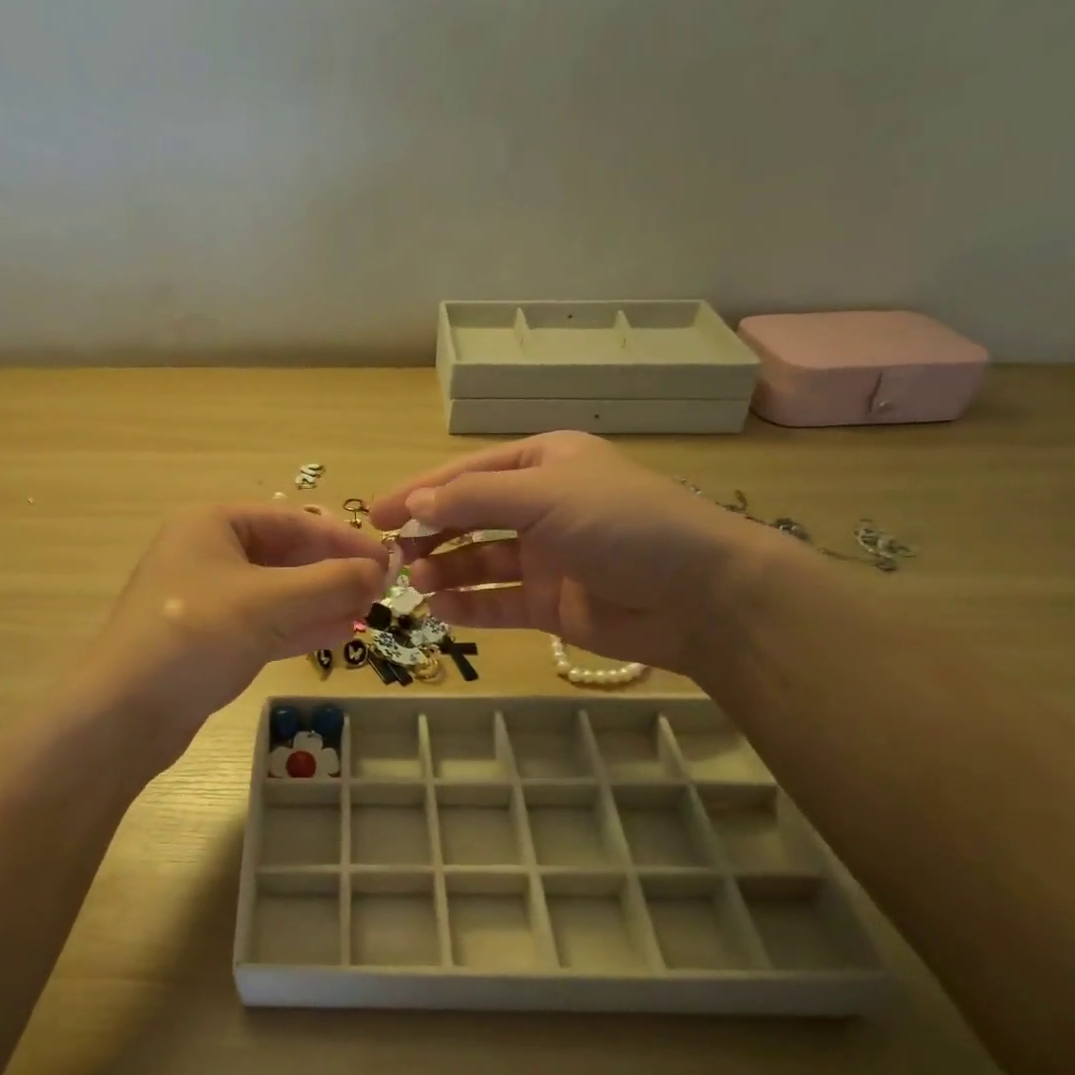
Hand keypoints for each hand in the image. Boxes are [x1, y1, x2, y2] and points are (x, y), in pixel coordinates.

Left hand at [70, 505, 387, 763]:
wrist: (125, 714)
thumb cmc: (196, 636)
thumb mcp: (271, 602)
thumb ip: (331, 583)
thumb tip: (384, 569)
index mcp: (213, 523)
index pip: (295, 521)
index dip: (344, 540)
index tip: (389, 561)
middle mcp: (209, 553)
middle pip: (287, 555)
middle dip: (334, 572)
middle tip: (383, 590)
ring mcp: (208, 599)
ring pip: (279, 592)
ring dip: (323, 600)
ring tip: (370, 611)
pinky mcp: (211, 639)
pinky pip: (266, 623)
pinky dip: (302, 626)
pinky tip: (342, 632)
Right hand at [369, 433, 787, 675]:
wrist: (700, 596)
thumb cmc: (623, 525)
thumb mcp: (545, 496)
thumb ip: (475, 498)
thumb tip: (415, 502)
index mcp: (543, 464)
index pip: (467, 474)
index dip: (419, 492)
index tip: (375, 514)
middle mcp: (541, 506)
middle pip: (469, 517)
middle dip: (430, 534)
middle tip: (390, 555)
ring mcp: (546, 557)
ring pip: (479, 561)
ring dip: (445, 570)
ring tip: (416, 583)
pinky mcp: (550, 603)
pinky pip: (498, 601)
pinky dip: (469, 605)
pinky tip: (441, 610)